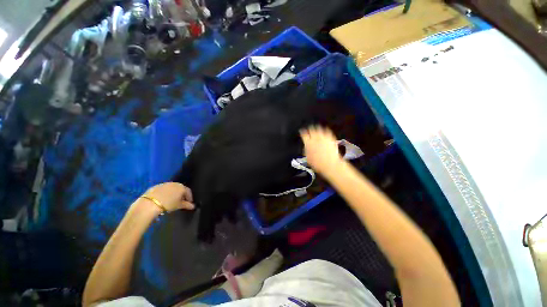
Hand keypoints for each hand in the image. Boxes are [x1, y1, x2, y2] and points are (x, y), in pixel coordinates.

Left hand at [144, 182, 194, 211]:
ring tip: (171, 200)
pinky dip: (165, 193)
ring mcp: (165, 184)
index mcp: (182, 187)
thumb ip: (187, 205)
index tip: (189, 203)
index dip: (190, 197)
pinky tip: (163, 199)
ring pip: (172, 188)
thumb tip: (193, 206)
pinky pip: (164, 189)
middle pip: (180, 189)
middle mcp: (175, 183)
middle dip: (181, 195)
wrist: (150, 203)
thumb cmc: (168, 204)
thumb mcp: (179, 206)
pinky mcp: (157, 186)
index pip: (188, 191)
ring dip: (173, 193)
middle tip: (181, 202)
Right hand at [300, 126, 342, 174]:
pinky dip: (325, 130)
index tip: (302, 132)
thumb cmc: (317, 164)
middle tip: (309, 129)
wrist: (330, 164)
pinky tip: (325, 130)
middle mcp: (315, 138)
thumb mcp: (308, 158)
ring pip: (319, 128)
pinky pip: (327, 131)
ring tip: (316, 128)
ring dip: (317, 128)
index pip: (303, 135)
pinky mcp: (330, 138)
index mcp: (308, 143)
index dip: (302, 132)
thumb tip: (306, 147)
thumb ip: (306, 151)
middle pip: (311, 129)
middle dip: (309, 129)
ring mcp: (323, 137)